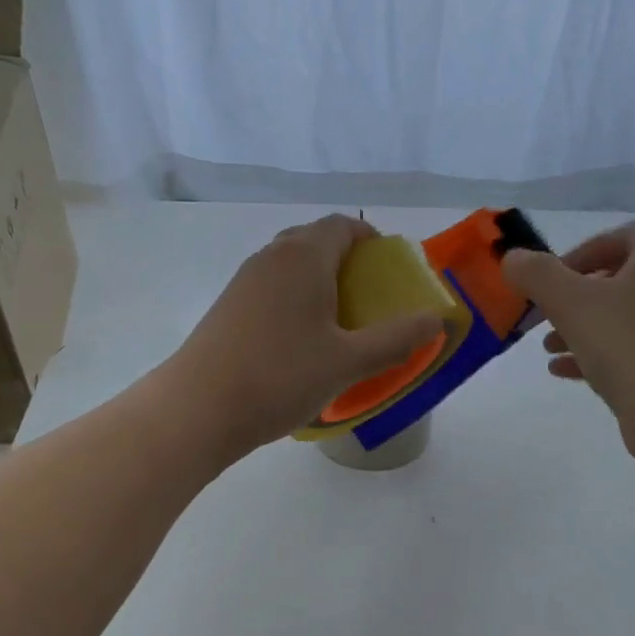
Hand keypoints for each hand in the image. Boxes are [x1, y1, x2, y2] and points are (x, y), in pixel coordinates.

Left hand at [159, 215, 444, 460]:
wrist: (198, 408)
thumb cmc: (280, 377)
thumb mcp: (348, 362)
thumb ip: (396, 338)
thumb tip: (436, 318)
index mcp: (303, 256)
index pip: (344, 226)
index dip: (372, 242)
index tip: (391, 273)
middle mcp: (271, 257)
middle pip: (316, 243)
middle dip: (348, 264)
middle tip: (371, 302)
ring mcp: (244, 282)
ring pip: (291, 268)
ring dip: (319, 285)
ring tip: (340, 326)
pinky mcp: (228, 309)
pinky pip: (272, 292)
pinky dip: (295, 304)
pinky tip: (301, 345)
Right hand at [501, 219, 634, 447]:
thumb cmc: (628, 345)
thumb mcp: (570, 303)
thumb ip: (536, 275)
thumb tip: (512, 259)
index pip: (616, 237)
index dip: (575, 256)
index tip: (545, 283)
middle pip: (619, 278)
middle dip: (575, 298)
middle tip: (544, 317)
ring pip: (625, 315)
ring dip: (583, 328)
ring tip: (548, 348)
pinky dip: (601, 352)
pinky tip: (564, 371)